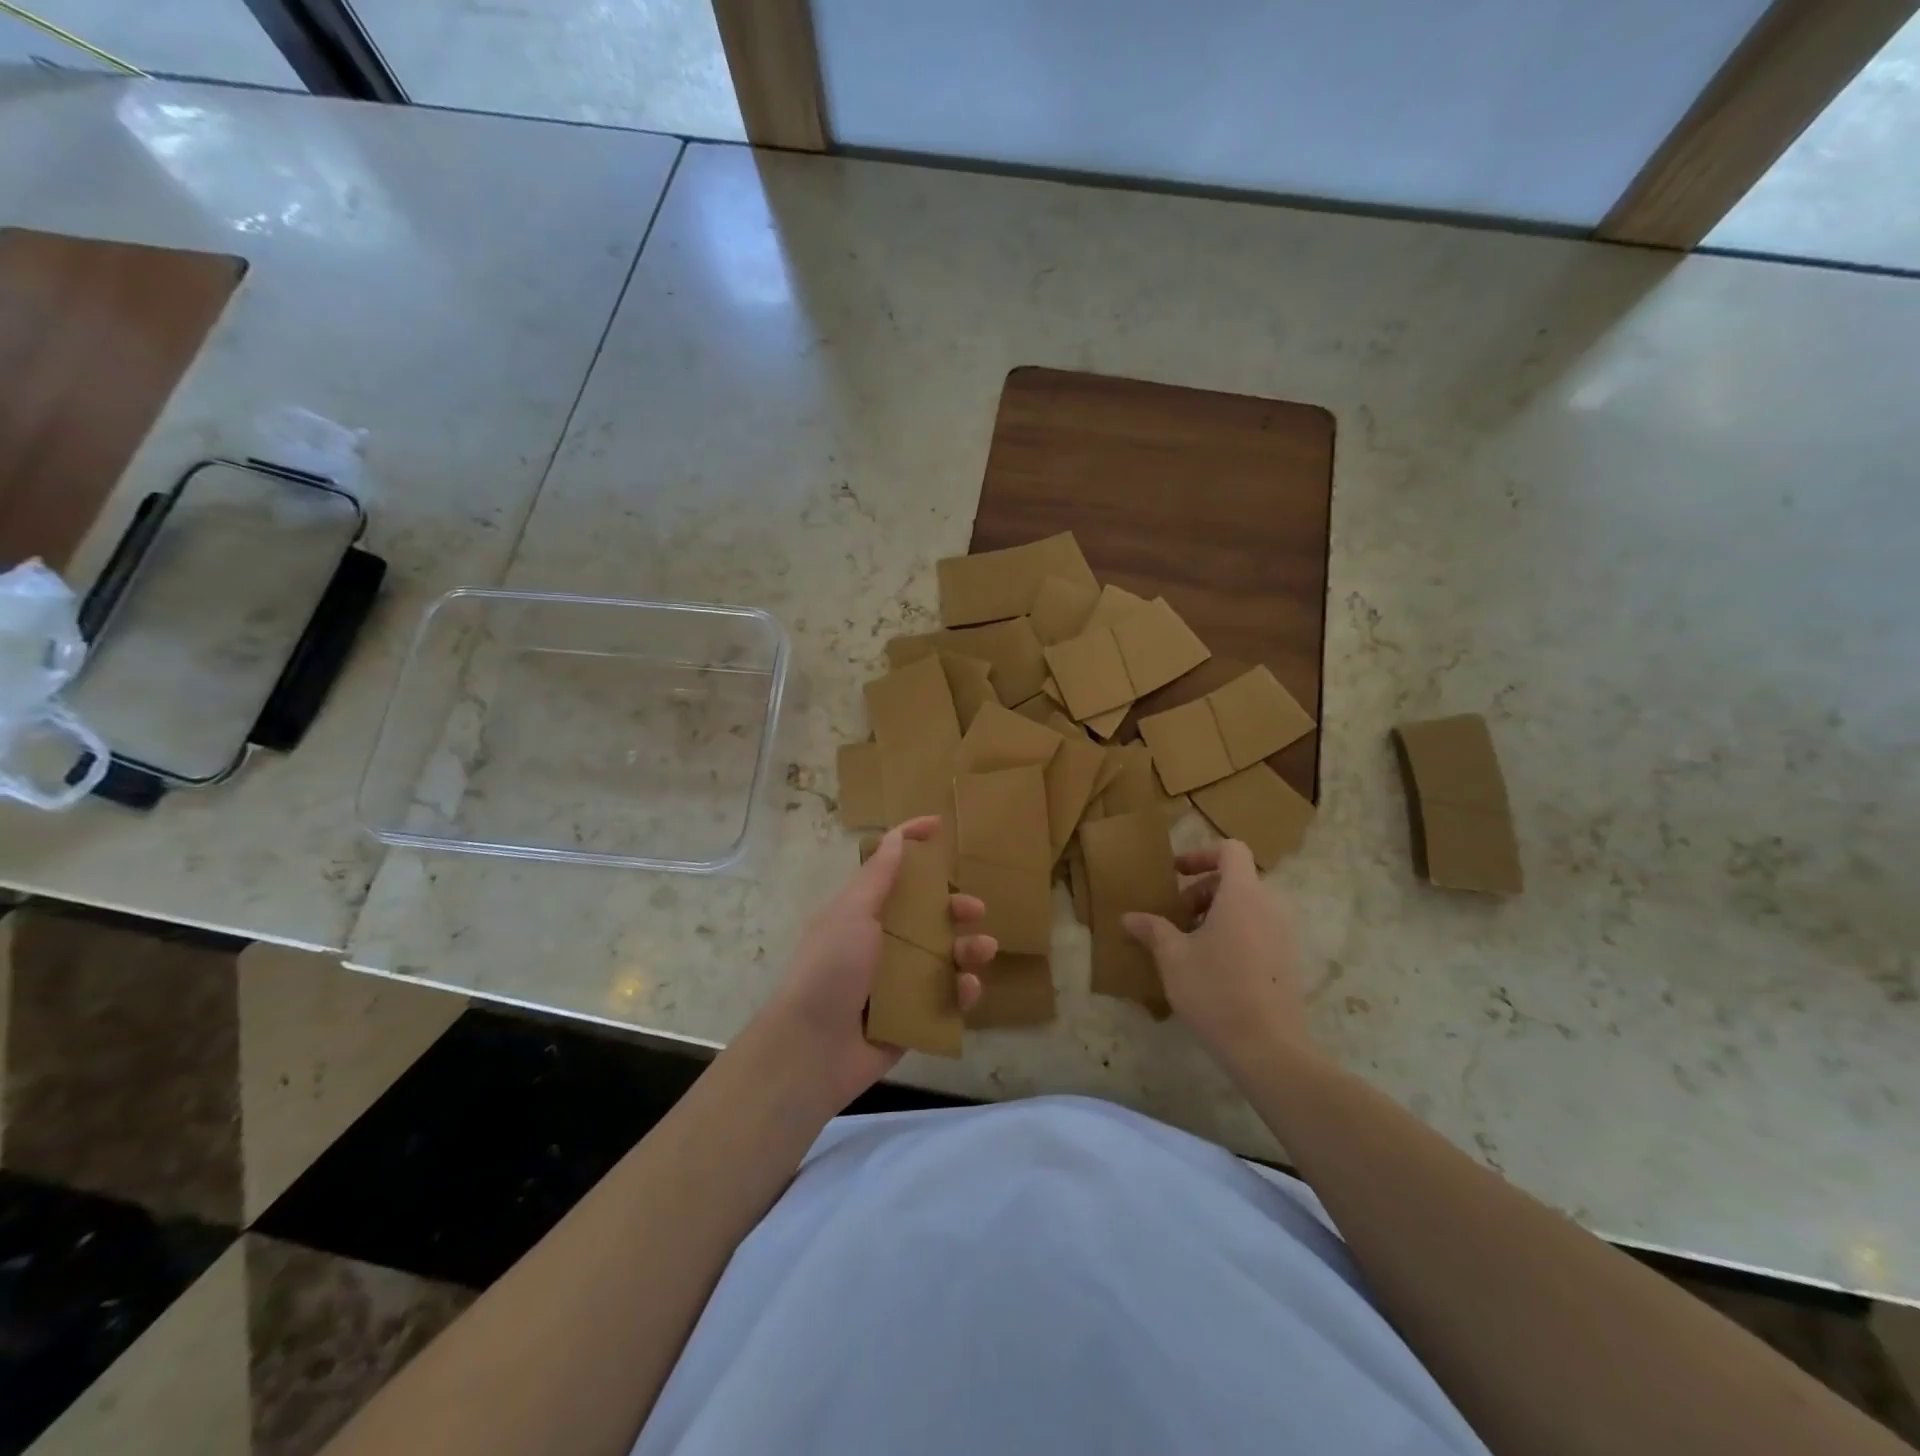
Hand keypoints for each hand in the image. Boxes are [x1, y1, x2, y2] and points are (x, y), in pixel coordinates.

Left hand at [754, 817, 992, 1110]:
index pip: (891, 869)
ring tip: (983, 950)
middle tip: (974, 908)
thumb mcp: (851, 912)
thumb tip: (896, 835)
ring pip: (944, 956)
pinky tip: (968, 988)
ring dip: (968, 948)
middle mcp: (882, 943)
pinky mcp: (913, 1017)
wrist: (812, 1049)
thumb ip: (879, 876)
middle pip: (927, 915)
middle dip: (954, 907)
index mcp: (864, 913)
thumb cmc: (829, 969)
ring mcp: (898, 982)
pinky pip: (946, 998)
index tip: (939, 826)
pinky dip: (961, 991)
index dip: (912, 843)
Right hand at [1122, 840, 1310, 1076]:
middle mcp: (1271, 905)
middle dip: (1202, 891)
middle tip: (1176, 918)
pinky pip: (1261, 928)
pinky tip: (1214, 966)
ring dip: (1218, 912)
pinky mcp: (1290, 959)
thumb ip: (1152, 930)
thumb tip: (1129, 917)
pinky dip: (1236, 931)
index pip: (1230, 850)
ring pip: (1249, 905)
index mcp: (1243, 894)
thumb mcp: (1173, 958)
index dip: (1201, 854)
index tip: (1175, 874)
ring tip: (1191, 943)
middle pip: (1237, 879)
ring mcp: (1285, 933)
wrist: (1269, 1048)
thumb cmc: (1215, 991)